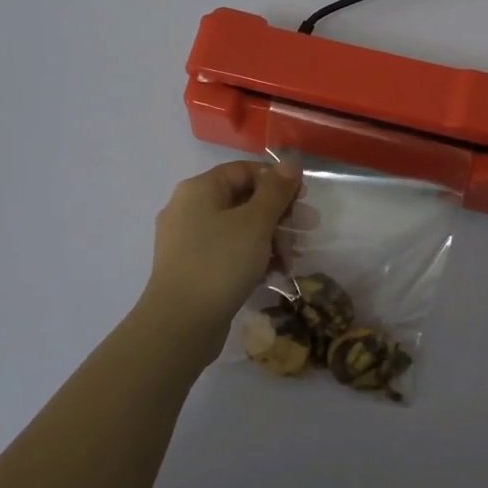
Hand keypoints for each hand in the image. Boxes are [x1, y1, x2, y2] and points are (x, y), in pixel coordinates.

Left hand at [140, 160, 301, 339]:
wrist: (180, 324)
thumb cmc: (220, 262)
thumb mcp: (255, 222)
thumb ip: (275, 190)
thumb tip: (290, 163)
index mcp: (199, 189)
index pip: (244, 171)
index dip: (276, 180)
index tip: (303, 199)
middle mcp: (188, 209)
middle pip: (242, 200)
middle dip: (278, 214)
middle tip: (307, 230)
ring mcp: (187, 242)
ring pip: (237, 229)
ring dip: (270, 239)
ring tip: (293, 258)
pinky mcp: (192, 269)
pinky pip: (228, 253)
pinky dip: (252, 258)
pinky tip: (275, 274)